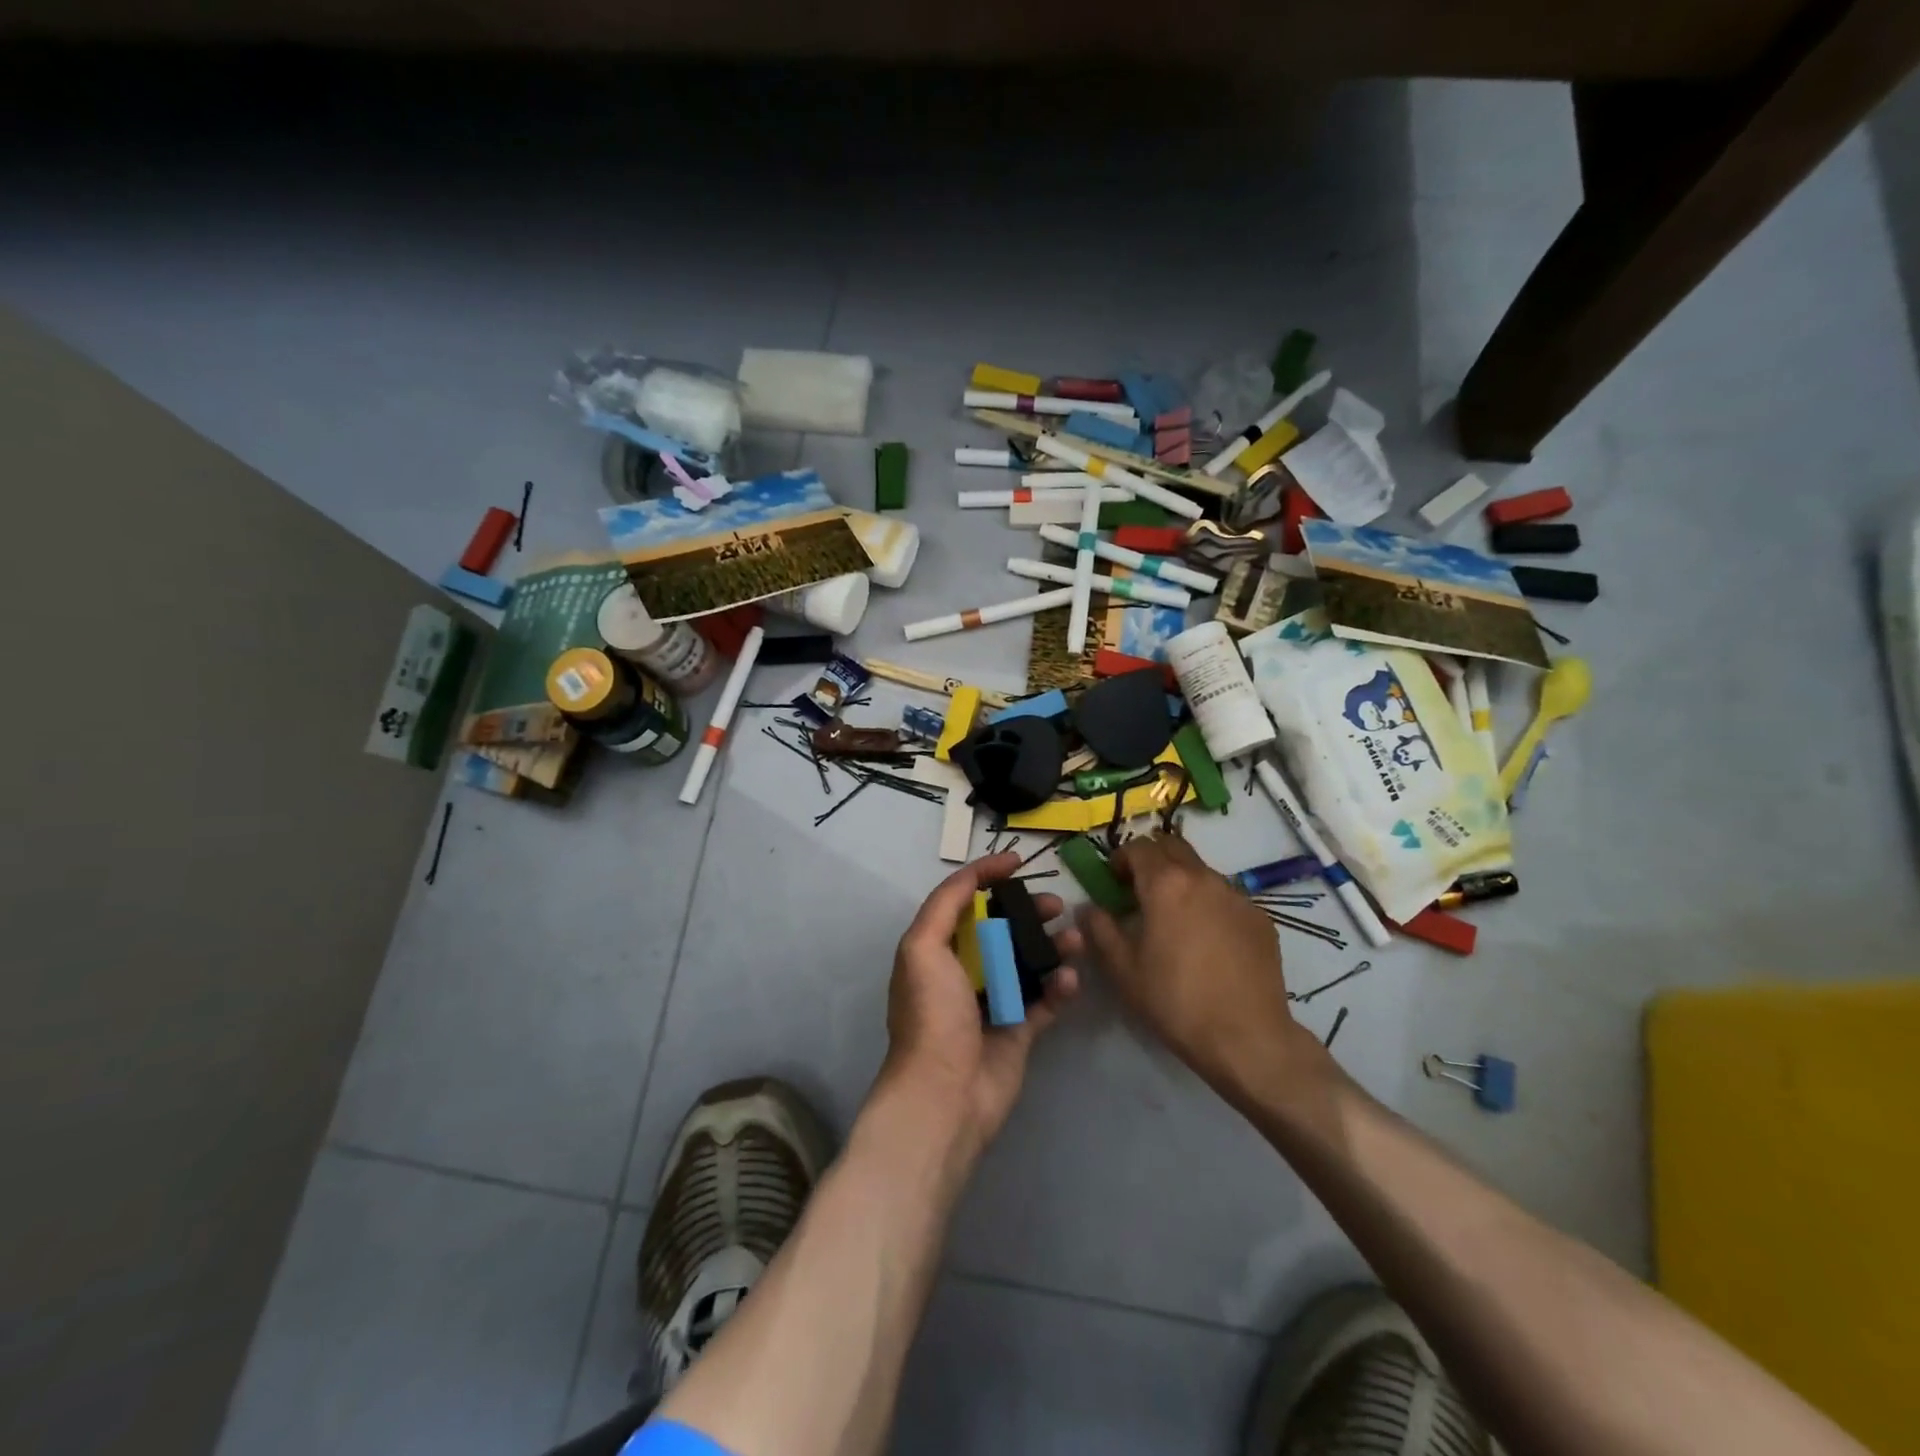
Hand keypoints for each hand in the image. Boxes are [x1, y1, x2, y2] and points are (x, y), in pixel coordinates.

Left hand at [878, 852, 1081, 1161]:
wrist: (945, 1094)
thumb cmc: (932, 1013)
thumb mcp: (922, 947)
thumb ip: (945, 904)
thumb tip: (976, 874)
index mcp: (936, 950)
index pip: (963, 901)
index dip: (987, 876)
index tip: (1019, 861)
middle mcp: (963, 972)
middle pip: (1001, 929)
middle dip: (1029, 912)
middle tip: (1056, 906)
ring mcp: (993, 1002)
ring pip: (1028, 962)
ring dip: (1052, 947)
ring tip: (1075, 940)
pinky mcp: (1019, 1031)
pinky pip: (1045, 1000)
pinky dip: (1061, 988)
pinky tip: (1071, 980)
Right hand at [1078, 834, 1312, 1095]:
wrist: (1247, 1037)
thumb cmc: (1175, 1000)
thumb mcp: (1123, 969)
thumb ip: (1101, 929)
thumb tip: (1089, 908)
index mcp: (1166, 884)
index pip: (1139, 847)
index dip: (1121, 859)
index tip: (1114, 881)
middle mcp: (1203, 878)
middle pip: (1173, 846)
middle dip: (1153, 859)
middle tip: (1141, 890)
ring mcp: (1237, 896)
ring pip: (1202, 871)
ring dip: (1182, 880)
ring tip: (1175, 919)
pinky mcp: (1260, 918)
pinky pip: (1227, 897)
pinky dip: (1209, 904)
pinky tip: (1208, 941)